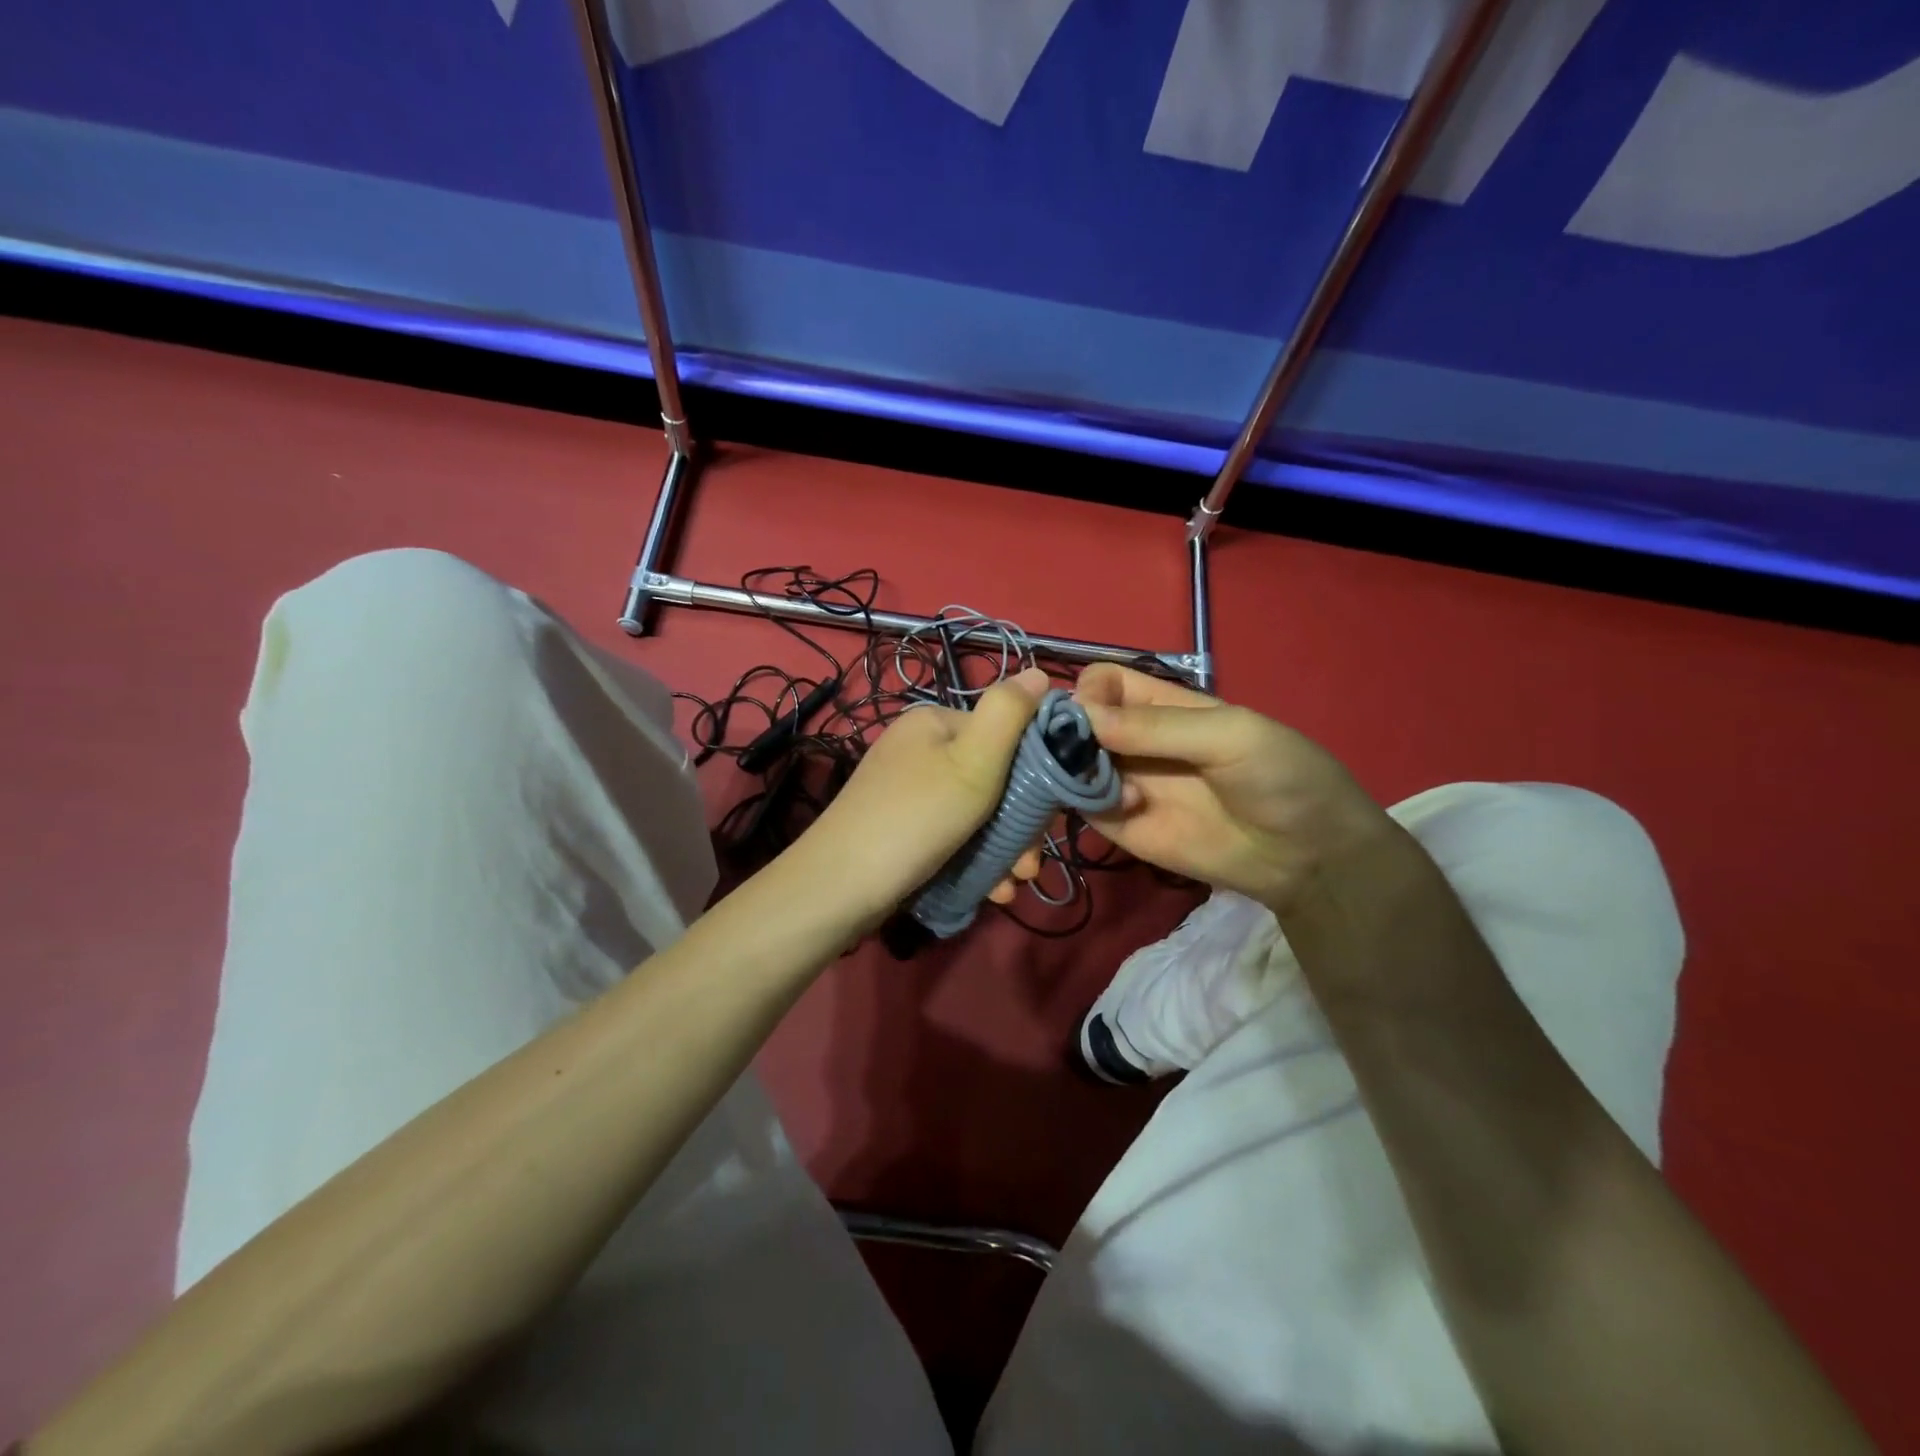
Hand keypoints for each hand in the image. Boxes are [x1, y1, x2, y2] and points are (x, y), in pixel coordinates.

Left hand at [796, 668, 1049, 921]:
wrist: (839, 886)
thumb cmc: (916, 818)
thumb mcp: (973, 761)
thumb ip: (1008, 714)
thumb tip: (1039, 672)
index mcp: (936, 722)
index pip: (1006, 734)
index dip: (1036, 774)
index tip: (1050, 818)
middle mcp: (920, 749)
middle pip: (994, 779)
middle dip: (1021, 824)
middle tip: (1029, 865)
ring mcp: (908, 790)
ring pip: (977, 814)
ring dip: (1005, 849)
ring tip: (1014, 884)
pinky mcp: (901, 827)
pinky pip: (952, 836)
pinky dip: (976, 860)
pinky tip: (992, 891)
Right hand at [1073, 664, 1392, 914]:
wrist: (1309, 856)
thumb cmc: (1282, 776)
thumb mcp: (1230, 734)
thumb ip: (1157, 726)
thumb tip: (1081, 717)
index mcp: (1162, 706)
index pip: (1103, 683)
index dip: (1087, 690)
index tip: (1086, 711)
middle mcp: (1134, 741)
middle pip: (1077, 723)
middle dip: (1063, 730)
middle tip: (1070, 749)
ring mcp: (1125, 784)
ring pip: (1071, 765)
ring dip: (1069, 767)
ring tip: (1098, 779)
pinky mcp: (1122, 827)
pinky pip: (1083, 807)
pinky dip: (1085, 802)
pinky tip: (1125, 807)